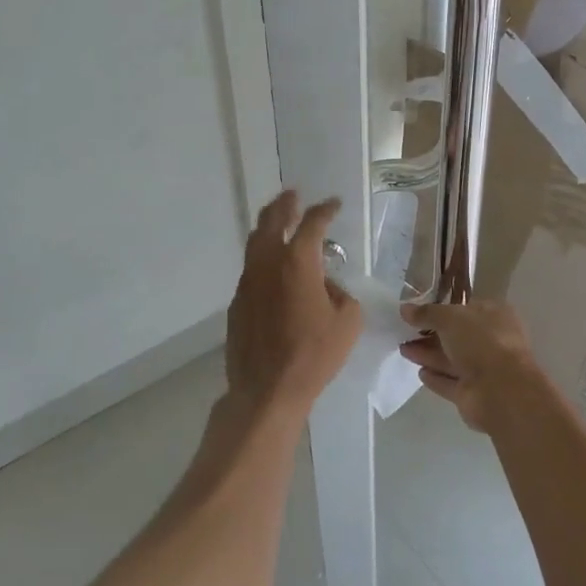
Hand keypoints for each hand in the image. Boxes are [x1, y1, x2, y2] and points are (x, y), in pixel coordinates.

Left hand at [226, 192, 362, 418]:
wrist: (267, 390)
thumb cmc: (314, 354)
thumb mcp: (348, 321)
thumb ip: (340, 292)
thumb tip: (326, 285)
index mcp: (298, 262)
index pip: (312, 223)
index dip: (325, 210)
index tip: (334, 204)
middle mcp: (268, 264)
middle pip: (271, 221)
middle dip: (284, 204)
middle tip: (293, 195)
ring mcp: (247, 282)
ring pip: (254, 242)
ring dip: (268, 227)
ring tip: (278, 222)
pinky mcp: (237, 303)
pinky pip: (250, 269)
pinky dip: (262, 258)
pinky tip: (273, 270)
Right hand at [399, 298, 548, 431]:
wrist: (501, 390)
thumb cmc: (481, 341)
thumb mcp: (450, 317)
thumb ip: (427, 313)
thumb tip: (405, 309)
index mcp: (494, 315)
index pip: (465, 309)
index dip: (442, 309)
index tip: (418, 311)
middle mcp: (491, 341)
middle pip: (456, 336)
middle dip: (430, 334)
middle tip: (404, 331)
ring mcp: (484, 369)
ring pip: (451, 359)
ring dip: (428, 354)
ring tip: (403, 349)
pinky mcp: (473, 393)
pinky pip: (450, 382)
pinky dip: (436, 378)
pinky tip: (420, 373)